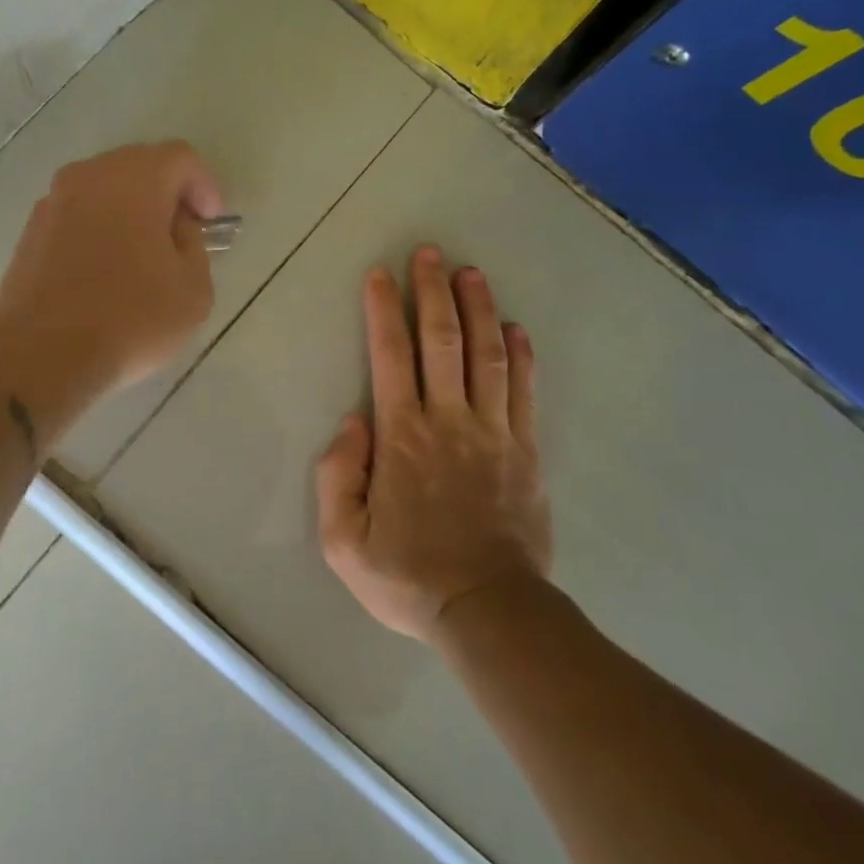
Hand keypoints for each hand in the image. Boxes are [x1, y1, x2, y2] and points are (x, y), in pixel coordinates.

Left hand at [0, 141, 223, 421]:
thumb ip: (195, 246)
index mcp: (135, 179)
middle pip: (139, 166)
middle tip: (183, 234)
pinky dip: (100, 228)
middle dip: (167, 194)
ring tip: (144, 255)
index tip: (212, 222)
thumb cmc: (131, 318)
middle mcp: (89, 176)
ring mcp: (53, 202)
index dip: (204, 186)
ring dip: (131, 211)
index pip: (180, 158)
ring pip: (104, 190)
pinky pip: (78, 215)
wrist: (42, 355)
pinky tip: (107, 270)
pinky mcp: (30, 232)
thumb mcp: (194, 289)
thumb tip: (175, 230)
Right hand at [316, 245, 551, 641]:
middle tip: (429, 253)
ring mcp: (494, 433)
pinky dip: (521, 356)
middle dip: (434, 292)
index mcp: (403, 437)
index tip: (380, 275)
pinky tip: (516, 328)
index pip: (390, 356)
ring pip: (488, 355)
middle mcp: (449, 421)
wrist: (487, 610)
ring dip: (478, 309)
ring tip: (471, 273)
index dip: (384, 310)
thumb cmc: (408, 575)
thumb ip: (337, 476)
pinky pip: (524, 392)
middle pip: (442, 341)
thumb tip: (353, 421)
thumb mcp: (343, 541)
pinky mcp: (526, 450)